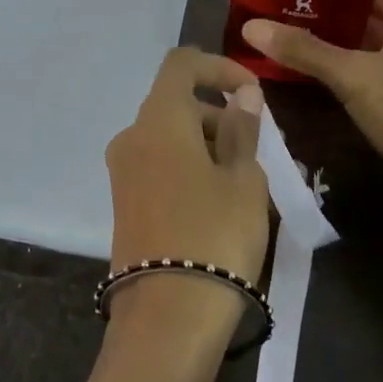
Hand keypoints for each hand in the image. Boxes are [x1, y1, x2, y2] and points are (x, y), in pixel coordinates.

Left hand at [103, 49, 269, 330]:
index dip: (219, 67)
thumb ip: (241, 129)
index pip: (182, 64)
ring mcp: (123, 171)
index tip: (253, 94)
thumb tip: (241, 94)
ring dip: (208, 144)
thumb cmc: (215, 235)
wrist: (167, 318)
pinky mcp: (124, 201)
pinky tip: (222, 200)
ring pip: (170, 136)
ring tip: (249, 181)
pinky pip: (160, 164)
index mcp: (159, 118)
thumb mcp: (243, 180)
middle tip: (260, 148)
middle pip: (176, 103)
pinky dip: (190, 166)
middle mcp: (132, 135)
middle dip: (219, 114)